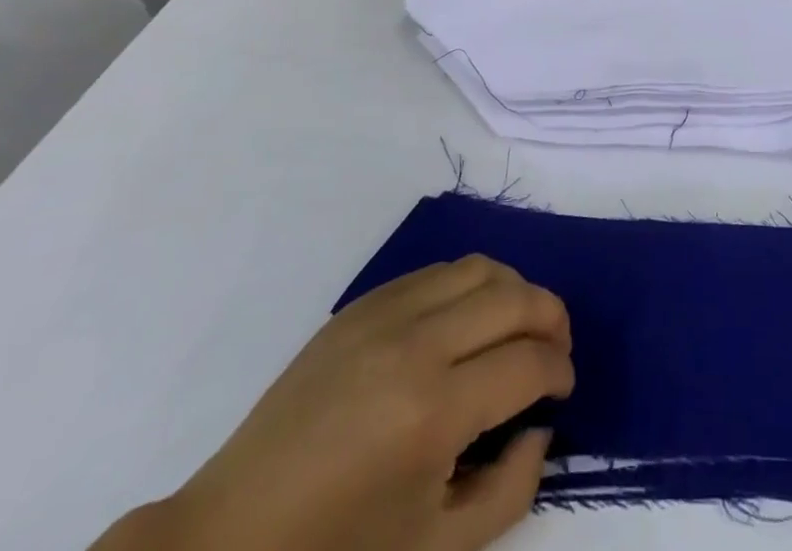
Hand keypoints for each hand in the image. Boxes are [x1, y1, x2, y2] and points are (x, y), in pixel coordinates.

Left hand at [95, 255, 572, 550]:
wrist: (227, 541)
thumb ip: (510, 490)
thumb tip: (540, 427)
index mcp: (434, 412)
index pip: (528, 363)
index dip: (560, 371)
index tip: (564, 388)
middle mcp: (417, 344)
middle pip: (514, 299)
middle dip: (552, 318)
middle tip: (557, 349)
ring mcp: (385, 314)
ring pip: (480, 269)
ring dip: (515, 291)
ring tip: (520, 325)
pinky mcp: (361, 305)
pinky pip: (437, 271)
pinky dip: (471, 284)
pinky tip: (468, 320)